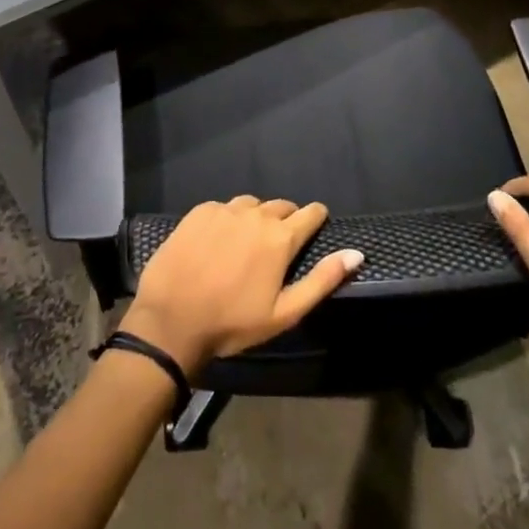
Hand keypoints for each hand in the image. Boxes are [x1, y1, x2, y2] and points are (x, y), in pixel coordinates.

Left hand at [119, 196, 363, 379]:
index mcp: (279, 238)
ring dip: (257, 218)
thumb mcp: (285, 313)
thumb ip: (322, 280)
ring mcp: (224, 210)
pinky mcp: (199, 211)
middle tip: (279, 244)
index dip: (316, 218)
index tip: (317, 223)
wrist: (171, 319)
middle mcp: (255, 214)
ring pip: (251, 205)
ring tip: (249, 242)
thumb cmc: (233, 323)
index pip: (309, 214)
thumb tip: (356, 253)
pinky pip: (223, 208)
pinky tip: (220, 241)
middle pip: (281, 206)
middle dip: (286, 220)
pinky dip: (229, 219)